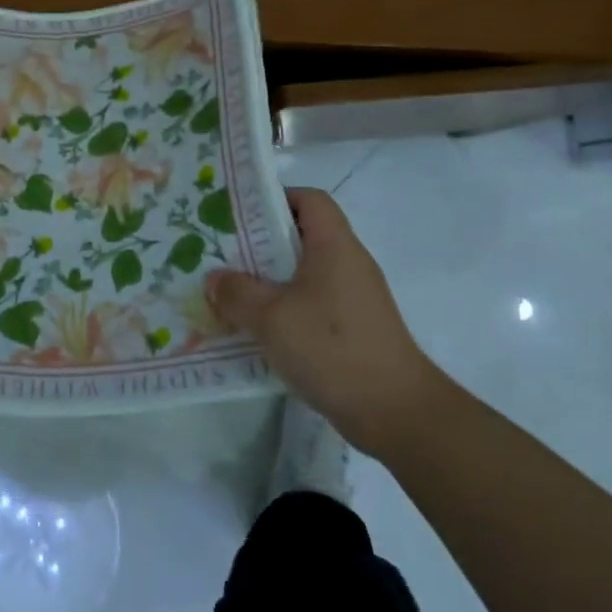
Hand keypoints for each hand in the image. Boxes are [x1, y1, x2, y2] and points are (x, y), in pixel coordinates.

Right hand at [205, 187, 441, 453]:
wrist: (397, 413)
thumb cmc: (332, 348)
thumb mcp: (271, 317)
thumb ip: (236, 293)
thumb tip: (214, 279)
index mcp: (334, 246)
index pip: (309, 199)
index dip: (275, 198)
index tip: (238, 214)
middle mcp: (347, 263)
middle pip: (301, 236)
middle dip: (259, 242)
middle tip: (220, 253)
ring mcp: (353, 297)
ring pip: (303, 273)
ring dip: (267, 279)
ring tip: (230, 291)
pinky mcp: (352, 328)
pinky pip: (310, 303)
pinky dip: (283, 308)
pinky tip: (256, 328)